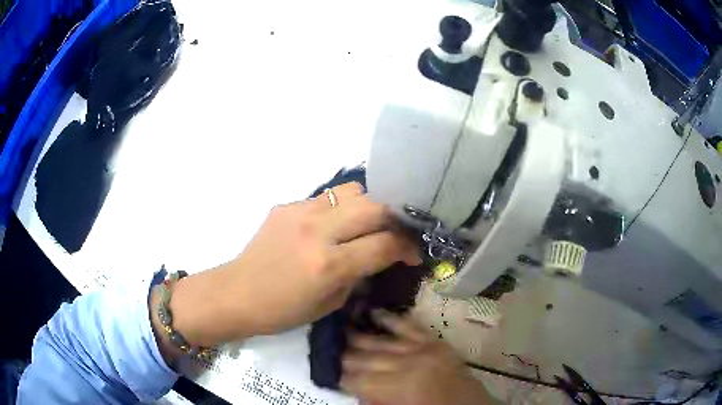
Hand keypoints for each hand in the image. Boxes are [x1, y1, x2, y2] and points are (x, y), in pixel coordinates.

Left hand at [154, 182, 420, 351]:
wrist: (238, 293)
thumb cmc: (283, 311)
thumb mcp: (331, 303)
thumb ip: (359, 274)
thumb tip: (379, 254)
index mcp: (329, 265)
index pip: (384, 244)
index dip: (407, 247)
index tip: (412, 254)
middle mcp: (317, 231)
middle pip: (375, 206)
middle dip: (395, 219)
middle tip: (396, 234)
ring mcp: (300, 212)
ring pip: (352, 191)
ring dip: (369, 206)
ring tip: (367, 224)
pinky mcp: (286, 205)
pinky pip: (325, 198)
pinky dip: (340, 208)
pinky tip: (334, 225)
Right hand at [341, 311, 493, 404]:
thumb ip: (375, 401)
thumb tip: (354, 390)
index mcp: (398, 389)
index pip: (359, 381)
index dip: (340, 376)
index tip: (325, 370)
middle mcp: (406, 365)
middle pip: (366, 359)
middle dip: (344, 355)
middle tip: (326, 346)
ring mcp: (422, 349)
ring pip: (382, 341)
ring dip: (359, 334)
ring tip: (339, 326)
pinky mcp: (433, 341)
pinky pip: (408, 326)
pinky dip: (390, 318)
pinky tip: (373, 311)